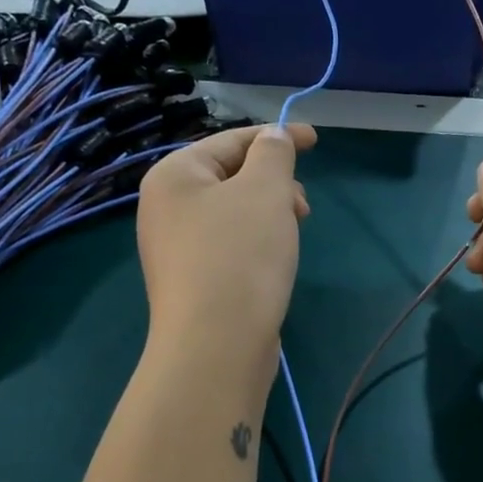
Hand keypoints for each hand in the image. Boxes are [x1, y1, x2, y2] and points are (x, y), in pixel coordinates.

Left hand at [137, 123, 315, 389]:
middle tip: (303, 207)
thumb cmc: (240, 256)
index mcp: (175, 175)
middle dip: (274, 182)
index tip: (317, 140)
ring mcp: (175, 248)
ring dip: (269, 213)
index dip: (277, 136)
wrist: (215, 345)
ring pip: (233, 213)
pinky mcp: (192, 282)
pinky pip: (229, 245)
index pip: (232, 140)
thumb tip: (271, 138)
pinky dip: (256, 242)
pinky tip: (274, 261)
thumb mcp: (266, 191)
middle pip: (230, 176)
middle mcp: (165, 207)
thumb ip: (273, 154)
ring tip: (293, 234)